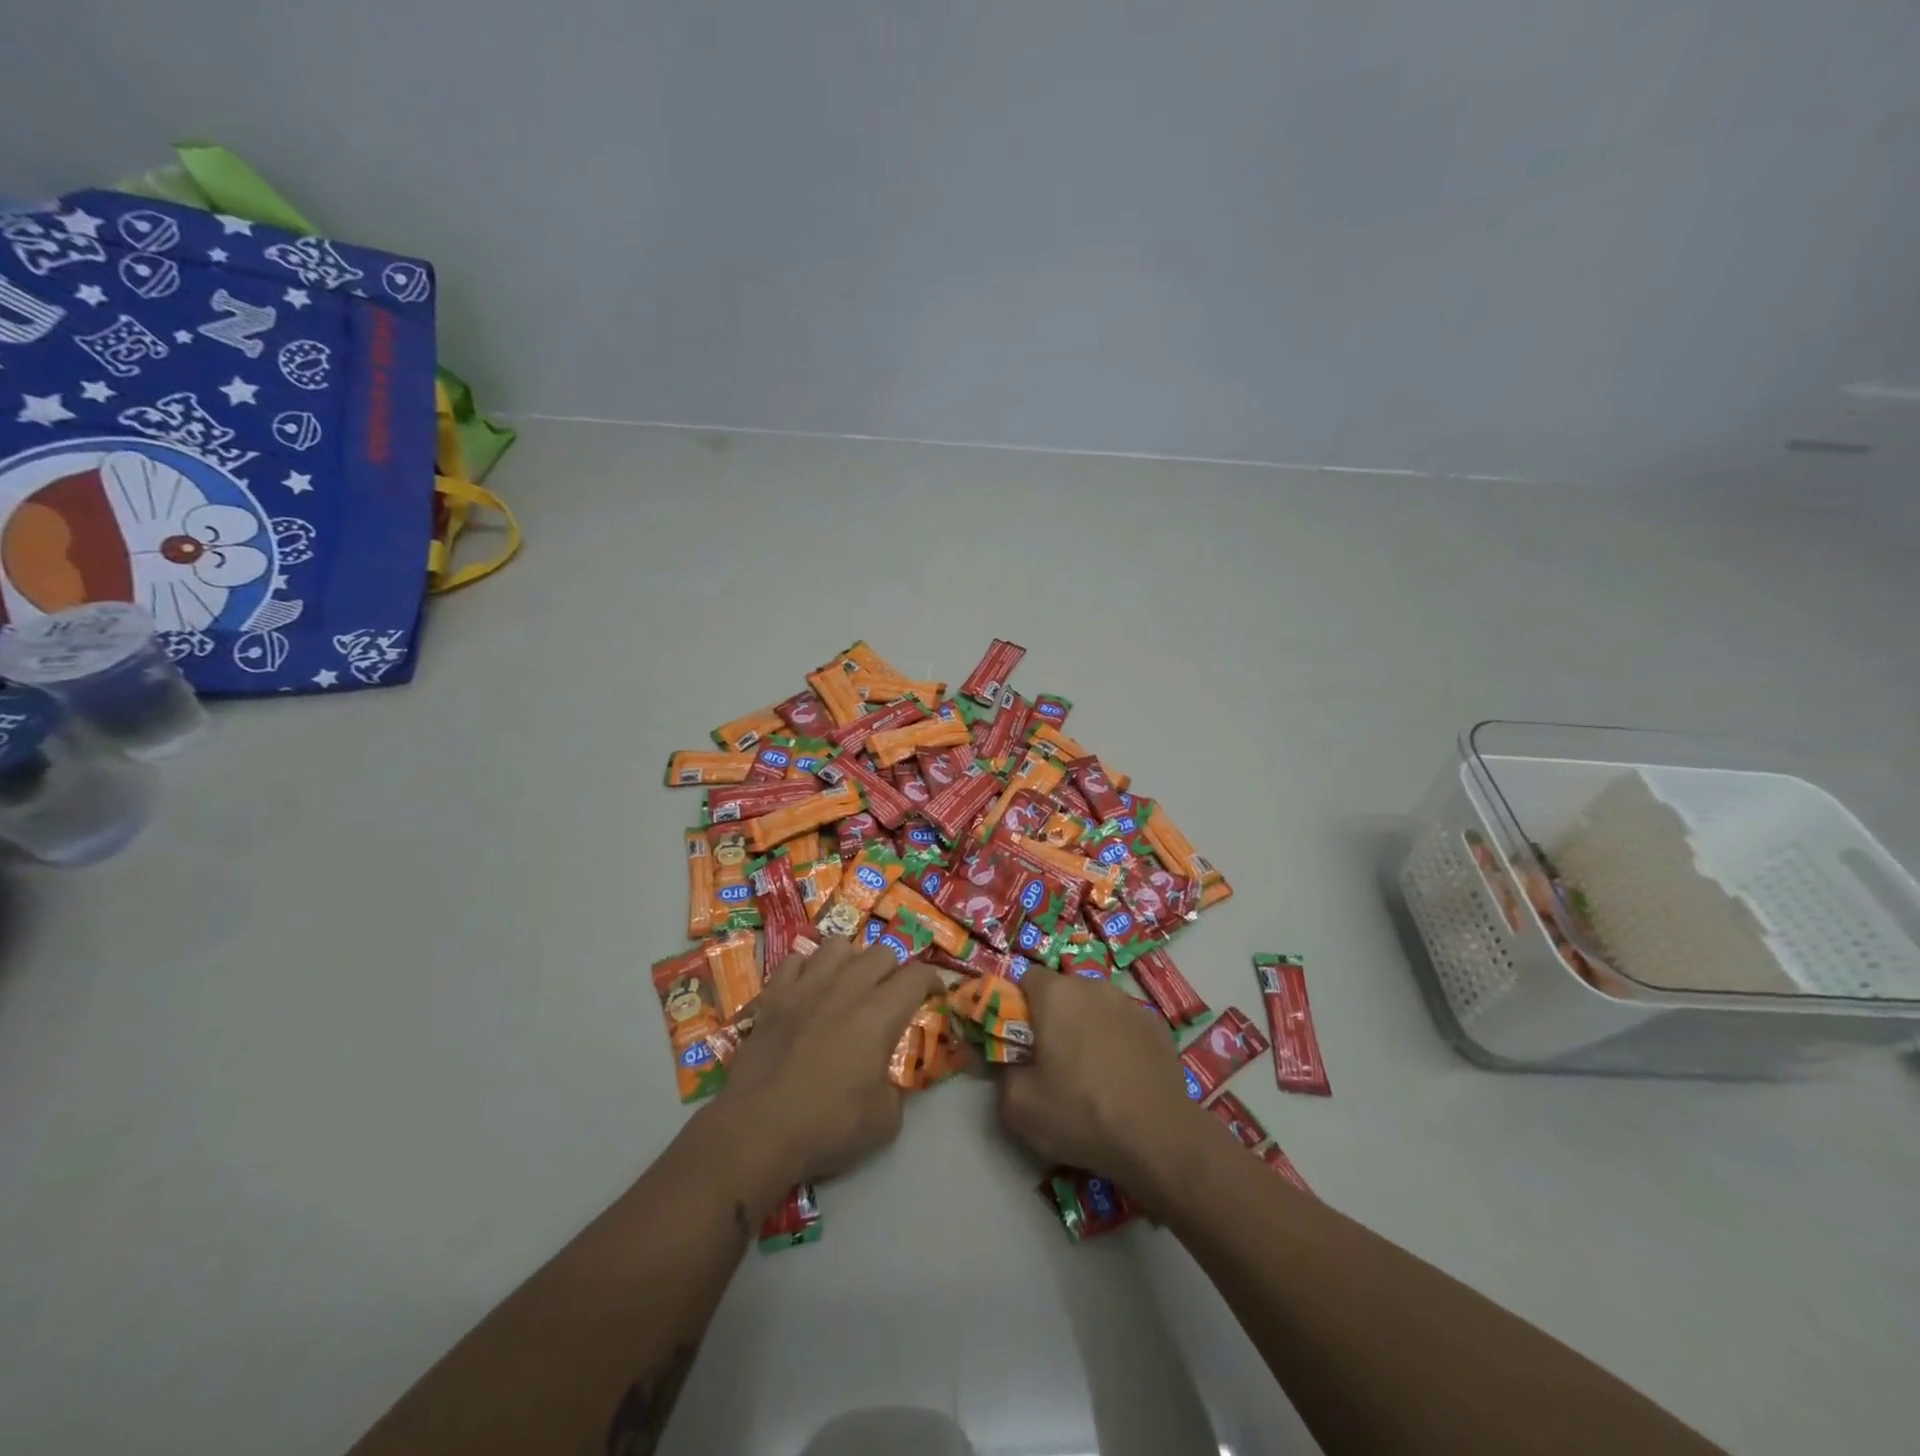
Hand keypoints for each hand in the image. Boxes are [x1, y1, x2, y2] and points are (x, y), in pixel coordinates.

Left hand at [711, 937, 941, 1196]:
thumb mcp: (885, 1121)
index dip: (933, 980)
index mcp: (880, 1014)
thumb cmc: (827, 1127)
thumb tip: (890, 1077)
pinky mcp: (774, 995)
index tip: (935, 994)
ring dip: (851, 959)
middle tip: (892, 993)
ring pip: (838, 945)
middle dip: (895, 968)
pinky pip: (796, 960)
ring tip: (849, 982)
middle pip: (881, 952)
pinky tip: (808, 988)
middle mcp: (846, 988)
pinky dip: (808, 968)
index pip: (917, 976)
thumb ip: (897, 1088)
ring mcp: (806, 986)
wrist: (757, 1130)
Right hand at [995, 967, 1206, 1208]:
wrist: (1158, 1138)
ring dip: (1086, 1026)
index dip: (1018, 1006)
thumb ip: (1000, 1070)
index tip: (1020, 1040)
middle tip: (1051, 1059)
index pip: (1026, 979)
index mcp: (1056, 994)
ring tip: (1090, 1071)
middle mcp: (1093, 986)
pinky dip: (1116, 1040)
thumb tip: (1002, 1057)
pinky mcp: (1157, 1024)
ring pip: (1095, 1006)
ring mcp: (1130, 1003)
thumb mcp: (1019, 1105)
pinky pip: (1123, 1023)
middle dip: (1053, 1017)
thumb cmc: (1080, 1114)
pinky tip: (1121, 1076)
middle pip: (1062, 991)